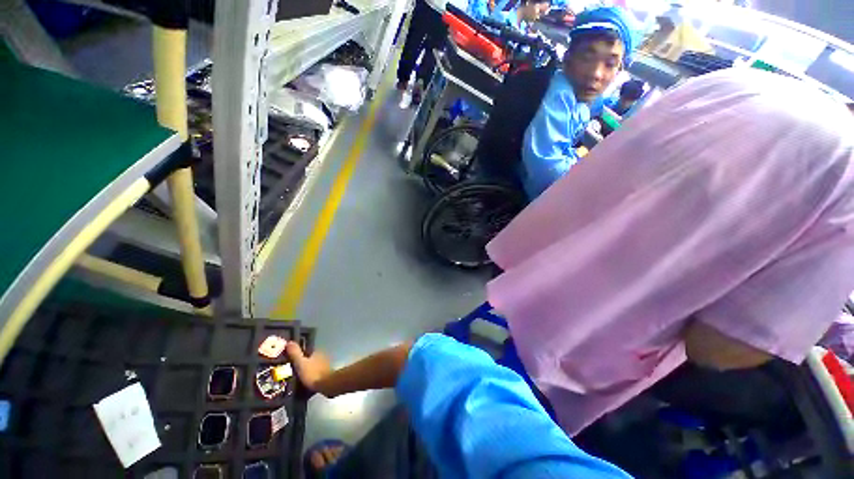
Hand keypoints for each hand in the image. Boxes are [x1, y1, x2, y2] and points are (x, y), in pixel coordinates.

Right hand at [285, 341, 331, 393]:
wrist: (327, 385)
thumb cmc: (313, 373)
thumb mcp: (301, 364)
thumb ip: (295, 353)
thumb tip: (289, 342)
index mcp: (317, 351)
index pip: (306, 350)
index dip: (298, 354)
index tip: (290, 359)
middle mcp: (322, 356)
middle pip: (310, 358)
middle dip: (302, 362)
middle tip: (292, 370)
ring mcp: (326, 364)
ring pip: (313, 365)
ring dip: (307, 369)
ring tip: (297, 377)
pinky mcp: (327, 373)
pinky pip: (316, 372)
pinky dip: (311, 375)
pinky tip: (306, 381)